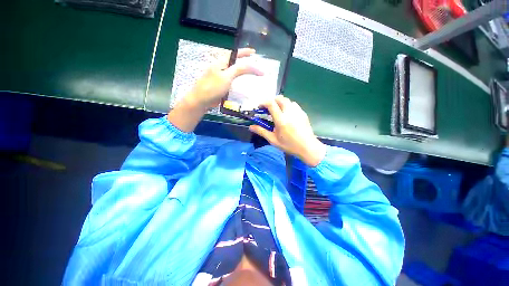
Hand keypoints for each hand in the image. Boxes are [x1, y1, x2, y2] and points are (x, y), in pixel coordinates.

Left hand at [186, 48, 263, 109]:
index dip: (245, 52)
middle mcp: (221, 67)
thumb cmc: (213, 87)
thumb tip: (251, 65)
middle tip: (255, 66)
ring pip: (234, 72)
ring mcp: (220, 77)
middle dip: (245, 62)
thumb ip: (239, 69)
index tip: (254, 52)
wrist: (202, 100)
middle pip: (235, 62)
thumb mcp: (227, 76)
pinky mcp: (221, 85)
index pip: (235, 53)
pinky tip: (243, 85)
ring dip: (243, 73)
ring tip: (251, 75)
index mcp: (221, 62)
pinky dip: (239, 81)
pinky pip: (232, 81)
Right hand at [249, 96, 326, 166]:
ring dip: (280, 103)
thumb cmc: (289, 145)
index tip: (260, 107)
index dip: (264, 102)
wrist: (308, 147)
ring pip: (287, 100)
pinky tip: (287, 115)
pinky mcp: (303, 113)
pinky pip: (294, 105)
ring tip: (278, 111)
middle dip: (272, 101)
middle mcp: (289, 112)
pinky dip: (288, 106)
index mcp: (281, 120)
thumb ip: (262, 131)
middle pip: (280, 98)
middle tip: (268, 109)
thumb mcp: (273, 140)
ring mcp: (298, 112)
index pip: (271, 104)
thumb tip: (251, 127)